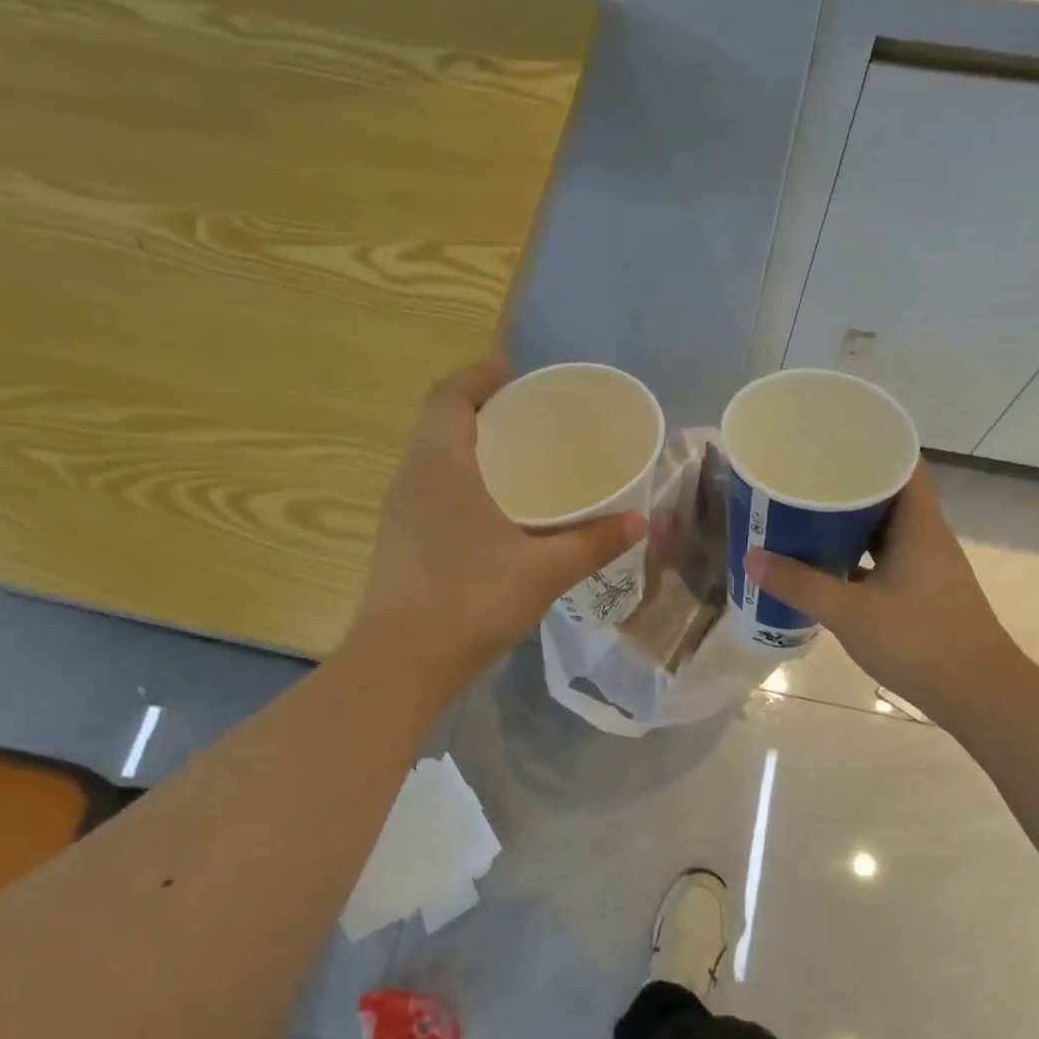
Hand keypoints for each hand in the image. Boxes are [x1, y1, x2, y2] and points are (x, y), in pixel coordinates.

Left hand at [350, 357, 644, 692]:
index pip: (449, 396)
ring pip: (430, 459)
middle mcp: (411, 480)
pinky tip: (491, 512)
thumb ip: (593, 543)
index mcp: (440, 467)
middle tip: (526, 417)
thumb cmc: (469, 603)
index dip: (479, 376)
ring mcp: (399, 514)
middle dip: (478, 409)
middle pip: (439, 423)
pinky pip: (428, 491)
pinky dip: (458, 481)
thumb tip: (640, 521)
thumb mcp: (542, 572)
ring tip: (514, 459)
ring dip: (466, 447)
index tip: (513, 373)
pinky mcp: (398, 543)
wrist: (400, 665)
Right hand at [745, 464, 1023, 725]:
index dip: (870, 447)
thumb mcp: (851, 613)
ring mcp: (926, 567)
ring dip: (849, 524)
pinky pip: (884, 559)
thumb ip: (801, 585)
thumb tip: (753, 558)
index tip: (829, 443)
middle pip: (887, 495)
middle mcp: (926, 538)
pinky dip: (856, 556)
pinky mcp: (922, 593)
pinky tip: (825, 565)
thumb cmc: (920, 643)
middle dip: (846, 486)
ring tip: (804, 517)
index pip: (902, 464)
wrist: (980, 696)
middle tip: (802, 480)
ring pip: (884, 530)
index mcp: (919, 526)